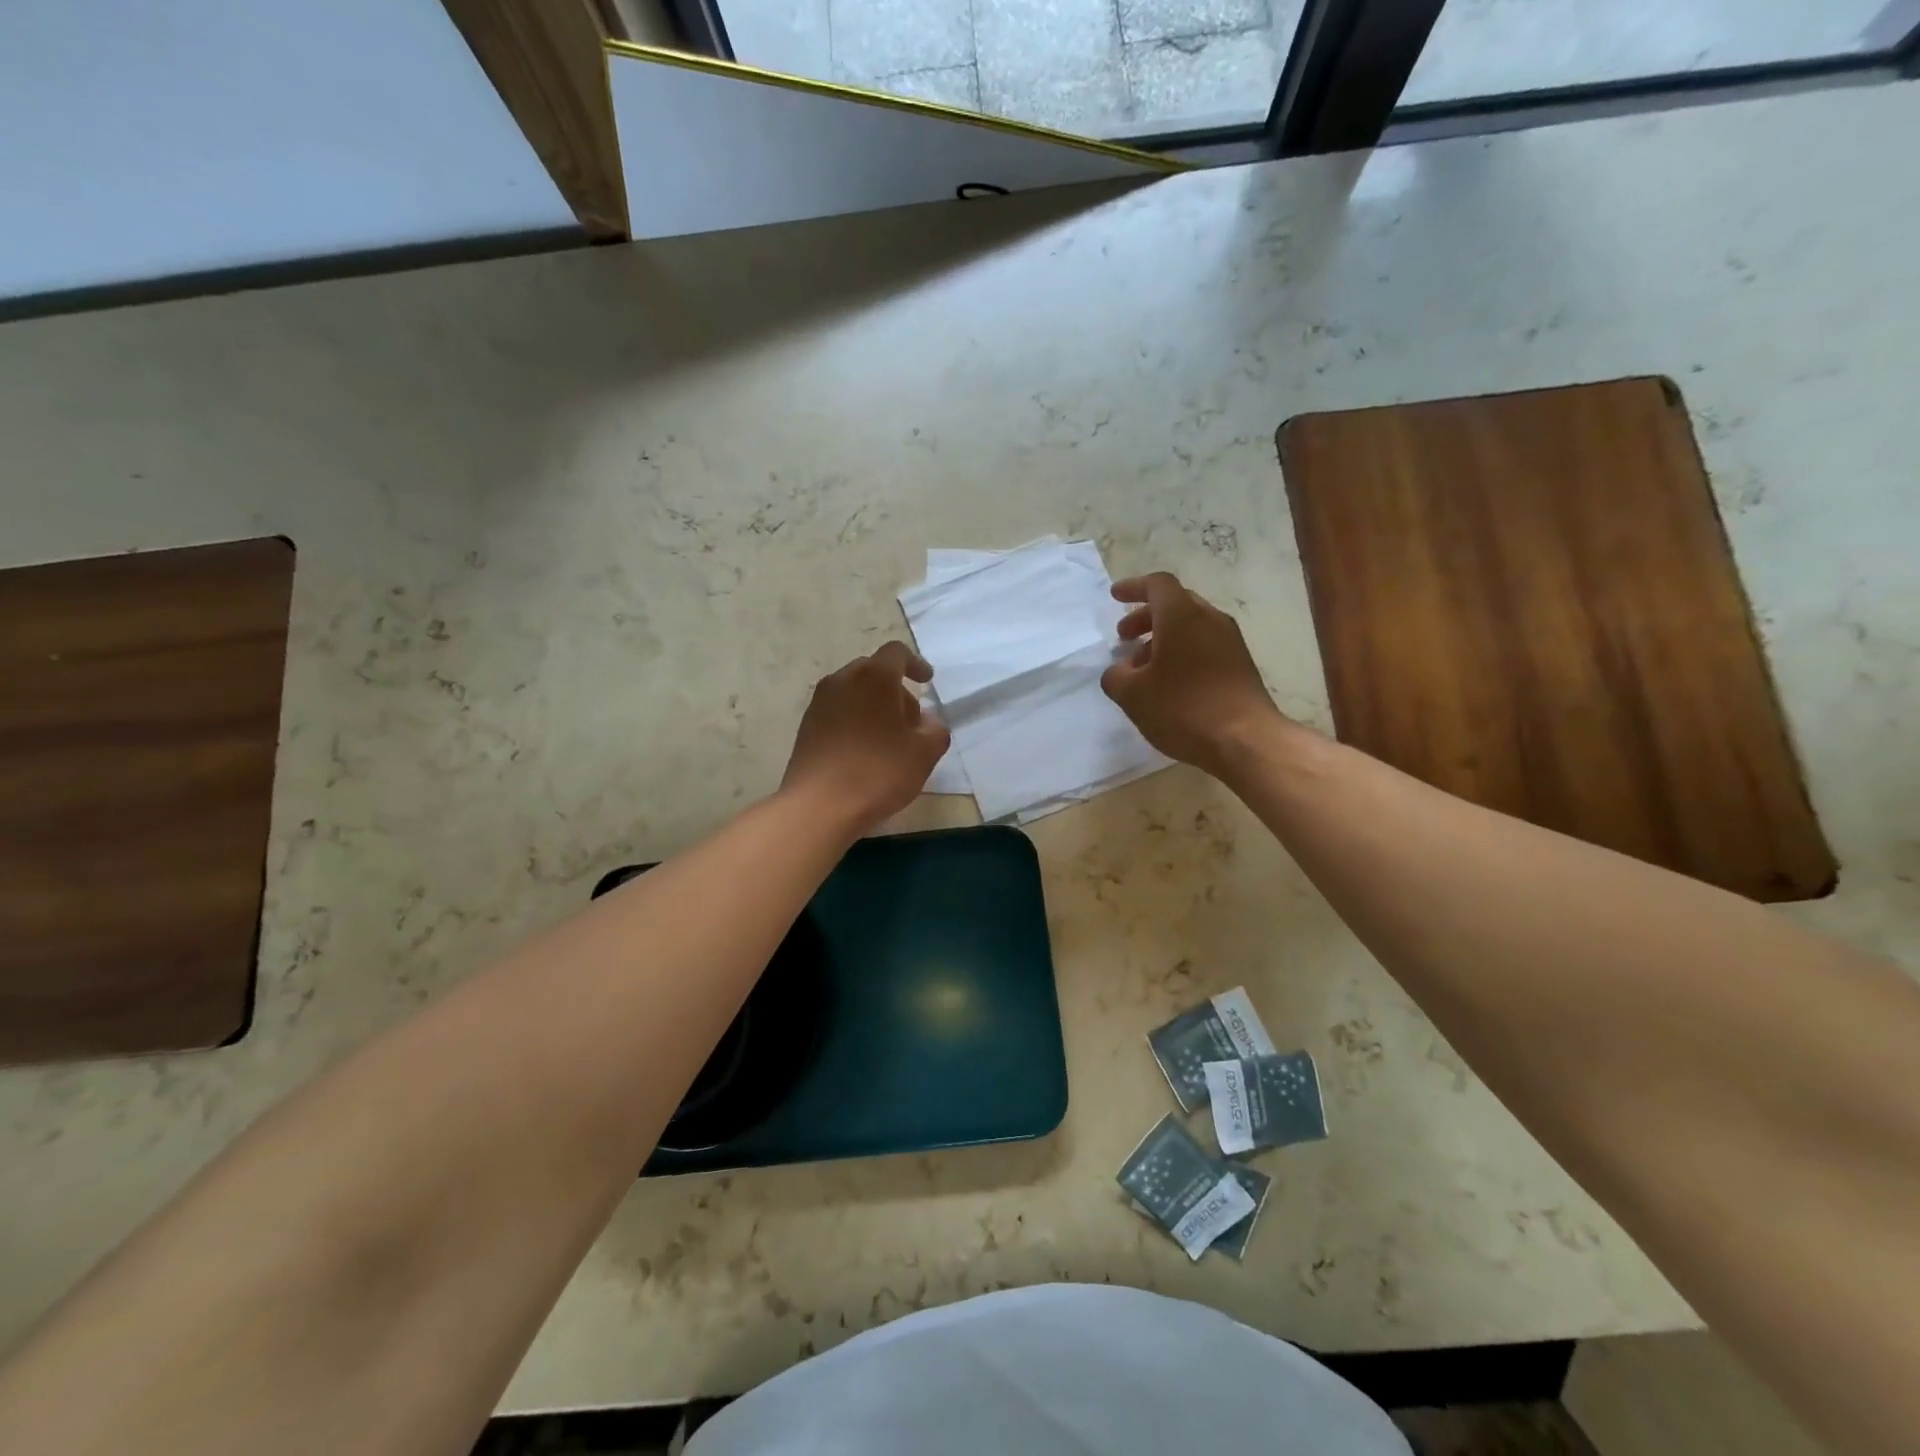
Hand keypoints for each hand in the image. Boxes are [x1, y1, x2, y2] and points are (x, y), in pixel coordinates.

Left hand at [782, 641, 951, 833]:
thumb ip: (935, 731)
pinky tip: (863, 752)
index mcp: (874, 677)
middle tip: (911, 721)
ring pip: (853, 691)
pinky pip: (837, 712)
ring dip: (873, 706)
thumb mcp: (924, 754)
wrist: (818, 806)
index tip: (927, 682)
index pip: (896, 652)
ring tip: (888, 740)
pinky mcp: (806, 727)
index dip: (915, 664)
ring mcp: (819, 704)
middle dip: (895, 689)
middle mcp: (842, 681)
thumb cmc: (877, 772)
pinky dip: (855, 720)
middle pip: (873, 671)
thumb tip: (928, 723)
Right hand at [1101, 572, 1285, 776]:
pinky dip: (1181, 653)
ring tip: (1141, 668)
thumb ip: (1116, 676)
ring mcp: (1230, 642)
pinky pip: (1204, 646)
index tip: (1115, 597)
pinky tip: (1168, 683)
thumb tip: (1118, 671)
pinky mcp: (1240, 665)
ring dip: (1162, 639)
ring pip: (1190, 626)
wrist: (1246, 740)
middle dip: (1145, 617)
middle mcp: (1209, 619)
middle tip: (1123, 638)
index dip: (1134, 587)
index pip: (1158, 585)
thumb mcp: (1133, 695)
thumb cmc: (1184, 708)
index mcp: (1181, 616)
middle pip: (1175, 604)